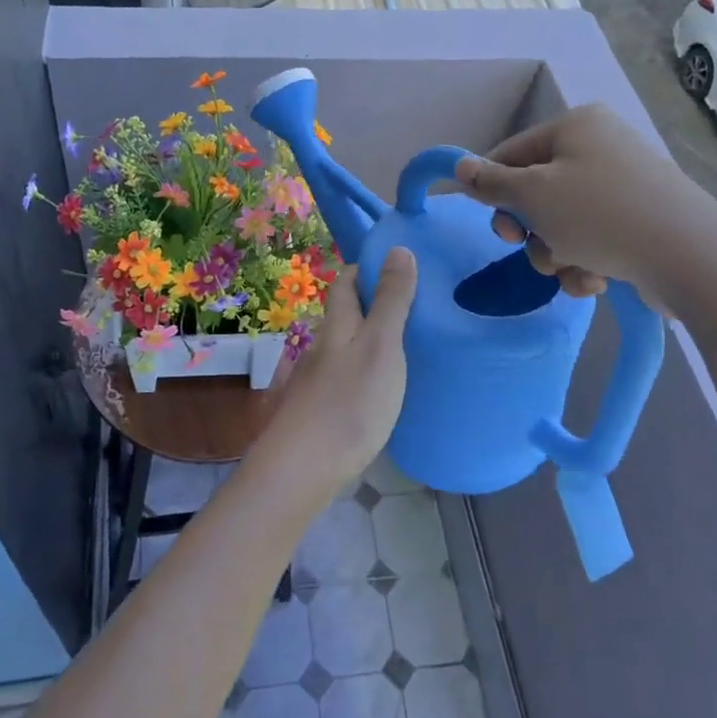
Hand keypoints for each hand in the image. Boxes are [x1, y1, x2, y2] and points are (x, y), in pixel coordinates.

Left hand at [256, 248, 416, 499]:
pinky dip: (364, 371)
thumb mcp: (380, 345)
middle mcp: (322, 346)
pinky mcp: (319, 411)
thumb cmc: (349, 402)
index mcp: (337, 325)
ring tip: (406, 346)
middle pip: (343, 314)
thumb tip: (397, 248)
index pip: (344, 282)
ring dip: (368, 339)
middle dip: (370, 304)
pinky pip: (345, 377)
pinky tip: (382, 388)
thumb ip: (391, 300)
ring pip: (344, 347)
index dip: (365, 269)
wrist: (303, 468)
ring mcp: (317, 380)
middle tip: (413, 306)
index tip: (396, 267)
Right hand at [454, 104, 710, 315]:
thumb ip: (491, 183)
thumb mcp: (533, 196)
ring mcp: (624, 184)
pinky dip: (586, 261)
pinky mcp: (641, 220)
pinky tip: (596, 280)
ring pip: (562, 221)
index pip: (511, 153)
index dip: (494, 191)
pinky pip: (593, 237)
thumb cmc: (599, 215)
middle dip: (530, 229)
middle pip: (536, 190)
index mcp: (576, 126)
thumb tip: (460, 167)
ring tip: (572, 269)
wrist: (689, 257)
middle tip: (528, 246)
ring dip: (555, 252)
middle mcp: (601, 147)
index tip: (497, 228)